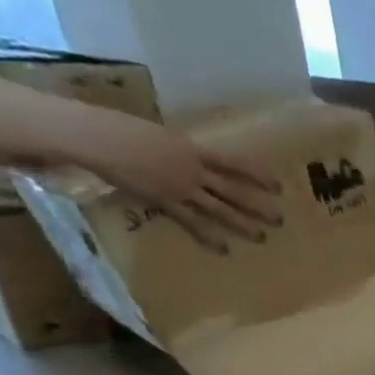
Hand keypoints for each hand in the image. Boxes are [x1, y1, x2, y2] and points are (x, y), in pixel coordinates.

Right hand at [65, 105, 283, 251]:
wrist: (94, 136)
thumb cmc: (116, 126)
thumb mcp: (154, 133)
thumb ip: (172, 147)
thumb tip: (178, 154)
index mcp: (191, 148)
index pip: (234, 162)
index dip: (258, 175)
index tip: (278, 187)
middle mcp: (193, 168)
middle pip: (235, 191)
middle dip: (259, 206)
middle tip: (280, 220)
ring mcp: (181, 186)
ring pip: (220, 209)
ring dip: (242, 225)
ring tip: (262, 238)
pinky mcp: (166, 201)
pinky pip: (193, 222)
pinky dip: (208, 236)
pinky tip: (223, 249)